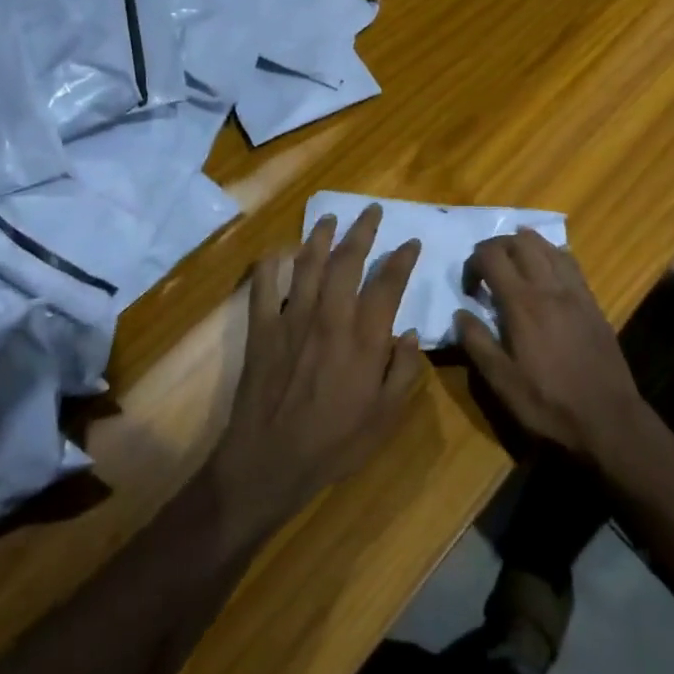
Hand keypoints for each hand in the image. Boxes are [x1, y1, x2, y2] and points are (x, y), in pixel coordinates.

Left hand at [209, 204, 423, 541]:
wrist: (269, 462)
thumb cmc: (334, 443)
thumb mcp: (385, 418)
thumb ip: (403, 372)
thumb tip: (411, 335)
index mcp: (364, 338)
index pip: (387, 284)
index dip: (402, 259)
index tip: (410, 241)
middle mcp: (330, 318)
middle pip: (347, 261)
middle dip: (362, 231)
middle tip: (370, 210)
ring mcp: (292, 320)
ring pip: (307, 264)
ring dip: (319, 236)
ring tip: (329, 218)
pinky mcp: (262, 329)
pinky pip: (263, 288)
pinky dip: (268, 266)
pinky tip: (274, 253)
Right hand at [452, 229, 652, 469]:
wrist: (608, 420)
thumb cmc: (548, 404)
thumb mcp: (501, 382)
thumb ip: (477, 343)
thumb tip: (460, 314)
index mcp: (523, 304)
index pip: (491, 256)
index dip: (473, 263)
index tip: (469, 289)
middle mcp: (550, 287)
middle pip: (520, 241)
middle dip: (496, 247)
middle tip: (486, 271)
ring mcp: (576, 292)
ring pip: (548, 246)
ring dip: (524, 246)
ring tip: (512, 265)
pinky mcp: (592, 302)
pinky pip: (570, 262)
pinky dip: (551, 256)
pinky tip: (544, 274)